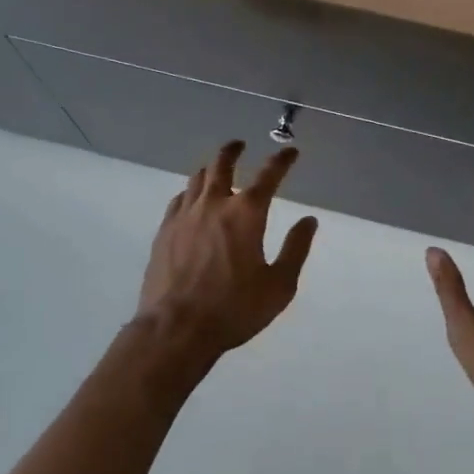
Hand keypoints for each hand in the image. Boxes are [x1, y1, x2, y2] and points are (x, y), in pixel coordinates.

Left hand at [137, 141, 317, 362]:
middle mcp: (214, 204)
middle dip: (234, 151)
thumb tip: (309, 221)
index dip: (282, 160)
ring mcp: (185, 216)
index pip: (269, 175)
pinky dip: (190, 192)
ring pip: (197, 178)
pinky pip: (178, 200)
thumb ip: (296, 249)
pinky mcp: (165, 231)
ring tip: (215, 169)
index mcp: (247, 213)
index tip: (291, 152)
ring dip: (210, 169)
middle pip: (222, 164)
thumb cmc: (234, 309)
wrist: (176, 329)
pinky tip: (191, 200)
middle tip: (239, 145)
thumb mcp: (279, 285)